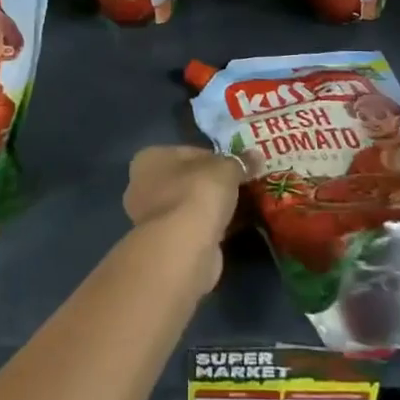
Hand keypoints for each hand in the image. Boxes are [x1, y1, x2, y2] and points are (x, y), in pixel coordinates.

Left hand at [123, 146, 243, 293]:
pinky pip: (193, 228)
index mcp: (150, 159)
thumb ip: (240, 161)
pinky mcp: (165, 245)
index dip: (216, 158)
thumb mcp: (226, 169)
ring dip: (212, 208)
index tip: (238, 167)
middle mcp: (143, 186)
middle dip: (213, 184)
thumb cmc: (197, 193)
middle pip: (187, 180)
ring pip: (190, 205)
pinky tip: (233, 228)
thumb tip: (257, 156)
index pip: (189, 152)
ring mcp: (152, 218)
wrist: (183, 247)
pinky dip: (211, 228)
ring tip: (243, 207)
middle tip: (242, 187)